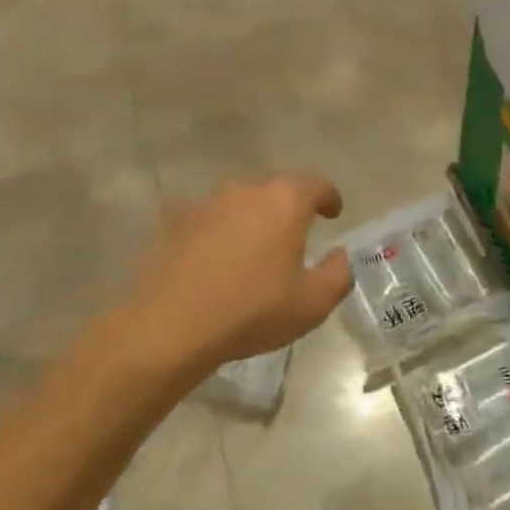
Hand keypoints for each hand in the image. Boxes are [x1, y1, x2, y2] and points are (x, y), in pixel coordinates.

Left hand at [125, 174, 354, 367]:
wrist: (169, 325)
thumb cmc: (251, 311)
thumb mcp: (312, 303)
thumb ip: (338, 273)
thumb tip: (339, 255)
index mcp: (285, 201)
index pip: (317, 184)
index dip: (329, 197)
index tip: (333, 213)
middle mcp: (246, 190)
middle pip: (277, 188)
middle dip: (290, 207)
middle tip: (296, 235)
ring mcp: (207, 203)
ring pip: (240, 201)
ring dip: (252, 217)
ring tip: (254, 247)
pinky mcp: (176, 221)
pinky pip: (207, 218)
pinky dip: (217, 230)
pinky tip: (215, 256)